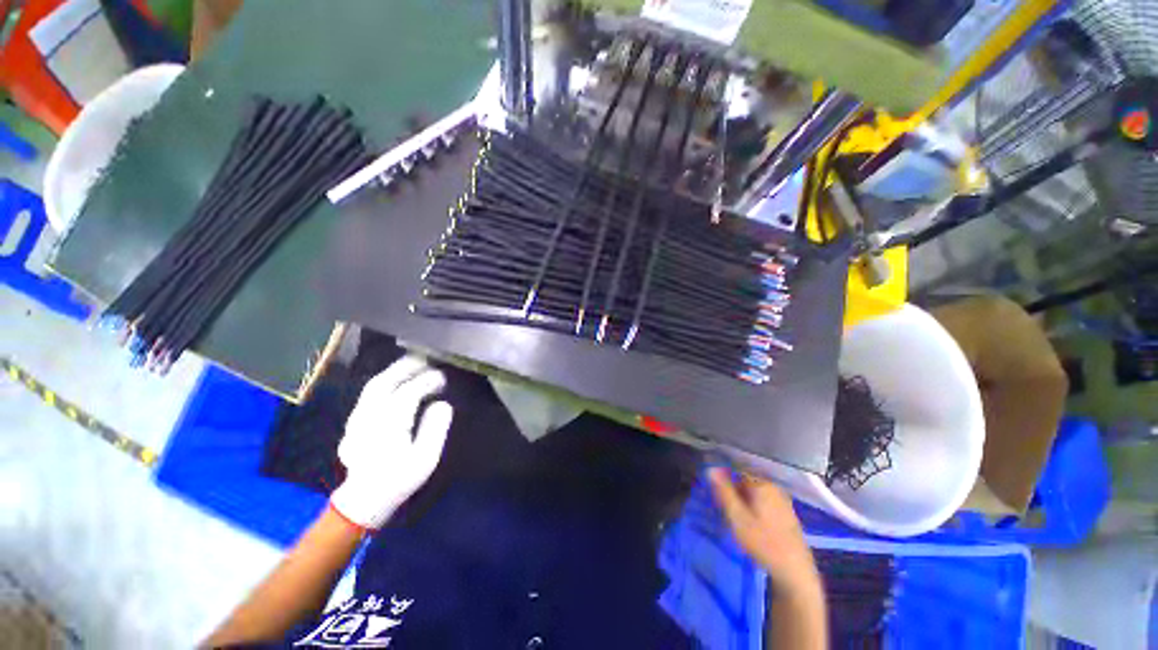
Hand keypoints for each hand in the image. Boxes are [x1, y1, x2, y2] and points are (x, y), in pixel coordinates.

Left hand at [330, 355, 452, 529]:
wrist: (363, 499)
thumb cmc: (398, 480)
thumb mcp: (425, 459)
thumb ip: (435, 429)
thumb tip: (442, 404)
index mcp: (388, 425)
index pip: (408, 393)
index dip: (427, 381)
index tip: (443, 377)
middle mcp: (368, 417)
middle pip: (385, 382)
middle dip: (408, 366)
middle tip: (429, 358)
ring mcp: (357, 418)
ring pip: (374, 385)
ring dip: (395, 370)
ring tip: (414, 363)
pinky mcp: (353, 421)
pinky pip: (369, 393)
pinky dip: (384, 380)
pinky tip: (396, 379)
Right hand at [709, 468, 819, 592]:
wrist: (795, 571)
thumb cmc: (763, 542)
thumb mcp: (737, 517)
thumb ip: (724, 492)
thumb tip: (711, 468)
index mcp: (761, 483)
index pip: (736, 470)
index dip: (724, 480)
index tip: (717, 495)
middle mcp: (773, 487)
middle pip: (746, 481)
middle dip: (734, 490)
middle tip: (726, 510)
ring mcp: (782, 500)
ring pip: (755, 492)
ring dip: (743, 500)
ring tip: (736, 518)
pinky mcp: (786, 513)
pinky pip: (764, 501)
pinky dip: (754, 507)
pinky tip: (752, 523)